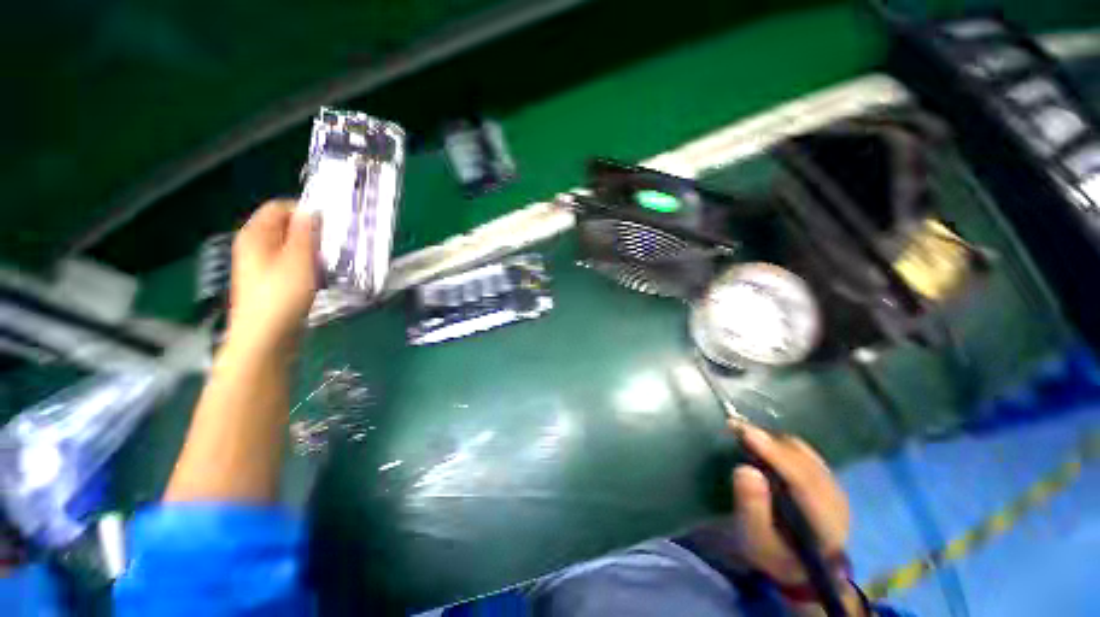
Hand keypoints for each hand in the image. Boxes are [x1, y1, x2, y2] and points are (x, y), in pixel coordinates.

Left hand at [229, 200, 317, 351]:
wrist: (266, 338)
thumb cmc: (281, 295)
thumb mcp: (299, 259)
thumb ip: (306, 232)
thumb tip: (312, 210)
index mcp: (255, 234)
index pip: (280, 207)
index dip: (305, 212)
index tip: (331, 225)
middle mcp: (255, 245)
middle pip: (286, 227)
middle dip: (312, 233)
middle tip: (335, 244)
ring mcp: (262, 265)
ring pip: (292, 247)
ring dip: (313, 251)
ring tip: (331, 261)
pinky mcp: (272, 282)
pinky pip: (293, 263)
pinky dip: (308, 265)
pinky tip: (321, 277)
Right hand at [731, 423, 849, 584]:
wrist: (797, 564)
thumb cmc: (773, 553)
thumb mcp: (755, 539)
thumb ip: (751, 508)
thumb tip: (744, 469)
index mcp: (825, 525)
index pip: (803, 482)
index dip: (776, 455)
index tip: (747, 433)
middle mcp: (836, 501)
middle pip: (804, 461)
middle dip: (770, 442)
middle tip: (735, 428)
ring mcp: (834, 488)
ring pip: (804, 453)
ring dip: (774, 440)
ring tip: (744, 432)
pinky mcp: (826, 479)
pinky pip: (803, 452)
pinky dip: (779, 443)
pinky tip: (761, 442)